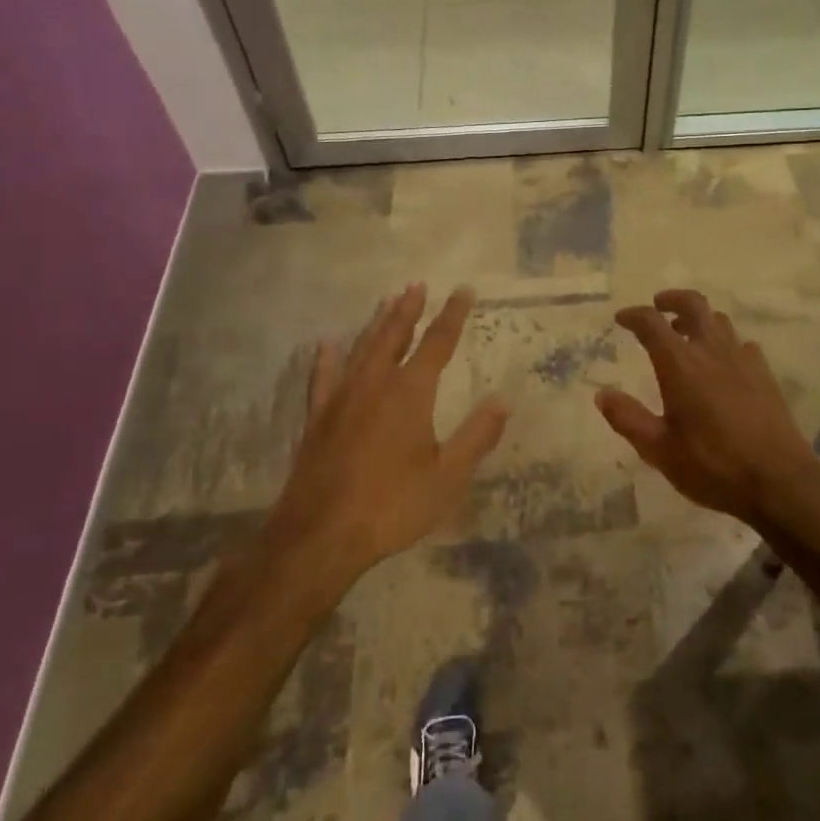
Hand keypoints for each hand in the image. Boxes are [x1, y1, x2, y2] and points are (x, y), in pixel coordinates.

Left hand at [266, 283, 508, 583]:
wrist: (320, 535)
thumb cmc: (392, 505)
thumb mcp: (447, 477)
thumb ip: (476, 436)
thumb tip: (502, 400)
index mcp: (410, 393)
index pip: (437, 343)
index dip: (452, 315)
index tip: (462, 290)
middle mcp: (375, 384)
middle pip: (394, 336)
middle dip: (408, 310)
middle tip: (416, 285)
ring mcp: (341, 399)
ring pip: (362, 349)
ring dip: (376, 324)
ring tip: (386, 301)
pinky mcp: (317, 418)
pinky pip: (323, 378)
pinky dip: (327, 358)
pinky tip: (327, 345)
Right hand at [596, 289, 819, 529]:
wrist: (779, 480)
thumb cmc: (713, 466)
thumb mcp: (659, 450)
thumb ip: (628, 419)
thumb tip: (602, 395)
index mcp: (680, 365)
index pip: (652, 324)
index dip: (634, 315)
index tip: (621, 318)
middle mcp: (711, 351)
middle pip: (693, 305)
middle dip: (672, 299)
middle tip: (658, 306)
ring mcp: (742, 360)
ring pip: (719, 321)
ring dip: (698, 319)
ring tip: (685, 333)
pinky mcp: (764, 374)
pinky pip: (741, 343)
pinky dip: (724, 342)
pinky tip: (722, 363)